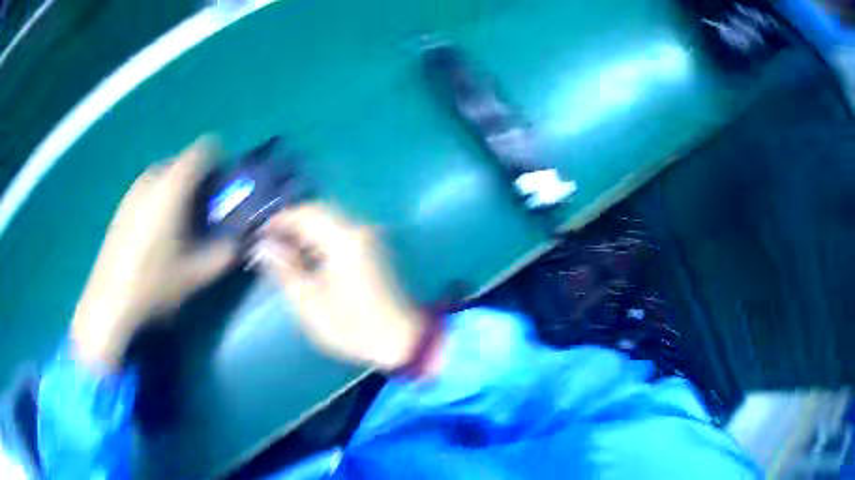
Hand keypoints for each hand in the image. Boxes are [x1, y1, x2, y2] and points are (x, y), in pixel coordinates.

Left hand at [71, 137, 236, 369]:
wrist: (110, 300)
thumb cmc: (155, 282)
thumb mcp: (198, 273)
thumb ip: (226, 252)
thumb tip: (241, 240)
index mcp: (173, 186)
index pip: (204, 149)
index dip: (220, 162)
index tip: (223, 189)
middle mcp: (152, 178)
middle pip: (184, 161)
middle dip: (199, 180)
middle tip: (205, 212)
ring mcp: (133, 190)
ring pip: (165, 175)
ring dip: (179, 190)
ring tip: (180, 224)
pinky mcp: (122, 206)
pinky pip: (149, 188)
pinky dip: (160, 199)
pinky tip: (157, 233)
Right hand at [249, 204, 425, 370]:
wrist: (401, 339)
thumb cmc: (353, 326)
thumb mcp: (310, 302)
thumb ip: (285, 269)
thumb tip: (265, 245)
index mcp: (343, 239)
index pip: (305, 213)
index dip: (279, 220)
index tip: (259, 234)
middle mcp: (358, 229)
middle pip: (318, 212)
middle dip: (290, 224)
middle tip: (269, 243)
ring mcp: (368, 237)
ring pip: (328, 221)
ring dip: (304, 231)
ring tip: (282, 252)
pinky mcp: (372, 248)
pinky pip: (339, 232)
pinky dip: (319, 239)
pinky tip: (306, 258)